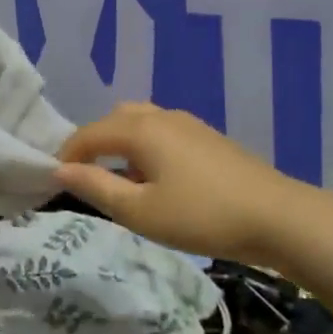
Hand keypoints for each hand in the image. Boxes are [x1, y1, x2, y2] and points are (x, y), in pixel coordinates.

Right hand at [55, 102, 313, 264]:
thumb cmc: (201, 216)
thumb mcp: (140, 211)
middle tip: (87, 177)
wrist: (277, 216)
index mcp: (140, 129)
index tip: (55, 181)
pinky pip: (163, 132)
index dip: (67, 155)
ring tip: (121, 180)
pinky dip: (146, 147)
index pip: (89, 133)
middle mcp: (162, 116)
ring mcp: (189, 124)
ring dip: (122, 144)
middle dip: (94, 143)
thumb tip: (60, 170)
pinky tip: (158, 180)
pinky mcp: (209, 138)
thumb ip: (96, 187)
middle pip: (115, 119)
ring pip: (142, 122)